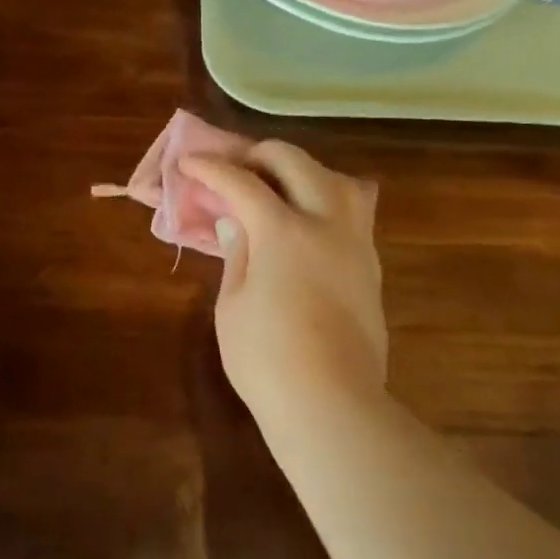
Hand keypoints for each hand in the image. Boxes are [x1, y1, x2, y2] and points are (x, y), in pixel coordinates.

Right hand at [180, 142, 386, 418]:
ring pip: (338, 178)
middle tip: (236, 170)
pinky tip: (306, 223)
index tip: (189, 162)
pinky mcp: (371, 266)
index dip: (210, 168)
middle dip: (260, 155)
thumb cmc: (265, 359)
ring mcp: (355, 243)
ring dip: (304, 172)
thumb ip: (236, 253)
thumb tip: (236, 222)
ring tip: (280, 189)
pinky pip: (354, 211)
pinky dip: (326, 199)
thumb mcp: (232, 304)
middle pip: (297, 162)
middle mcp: (326, 224)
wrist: (331, 403)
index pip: (242, 182)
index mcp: (284, 231)